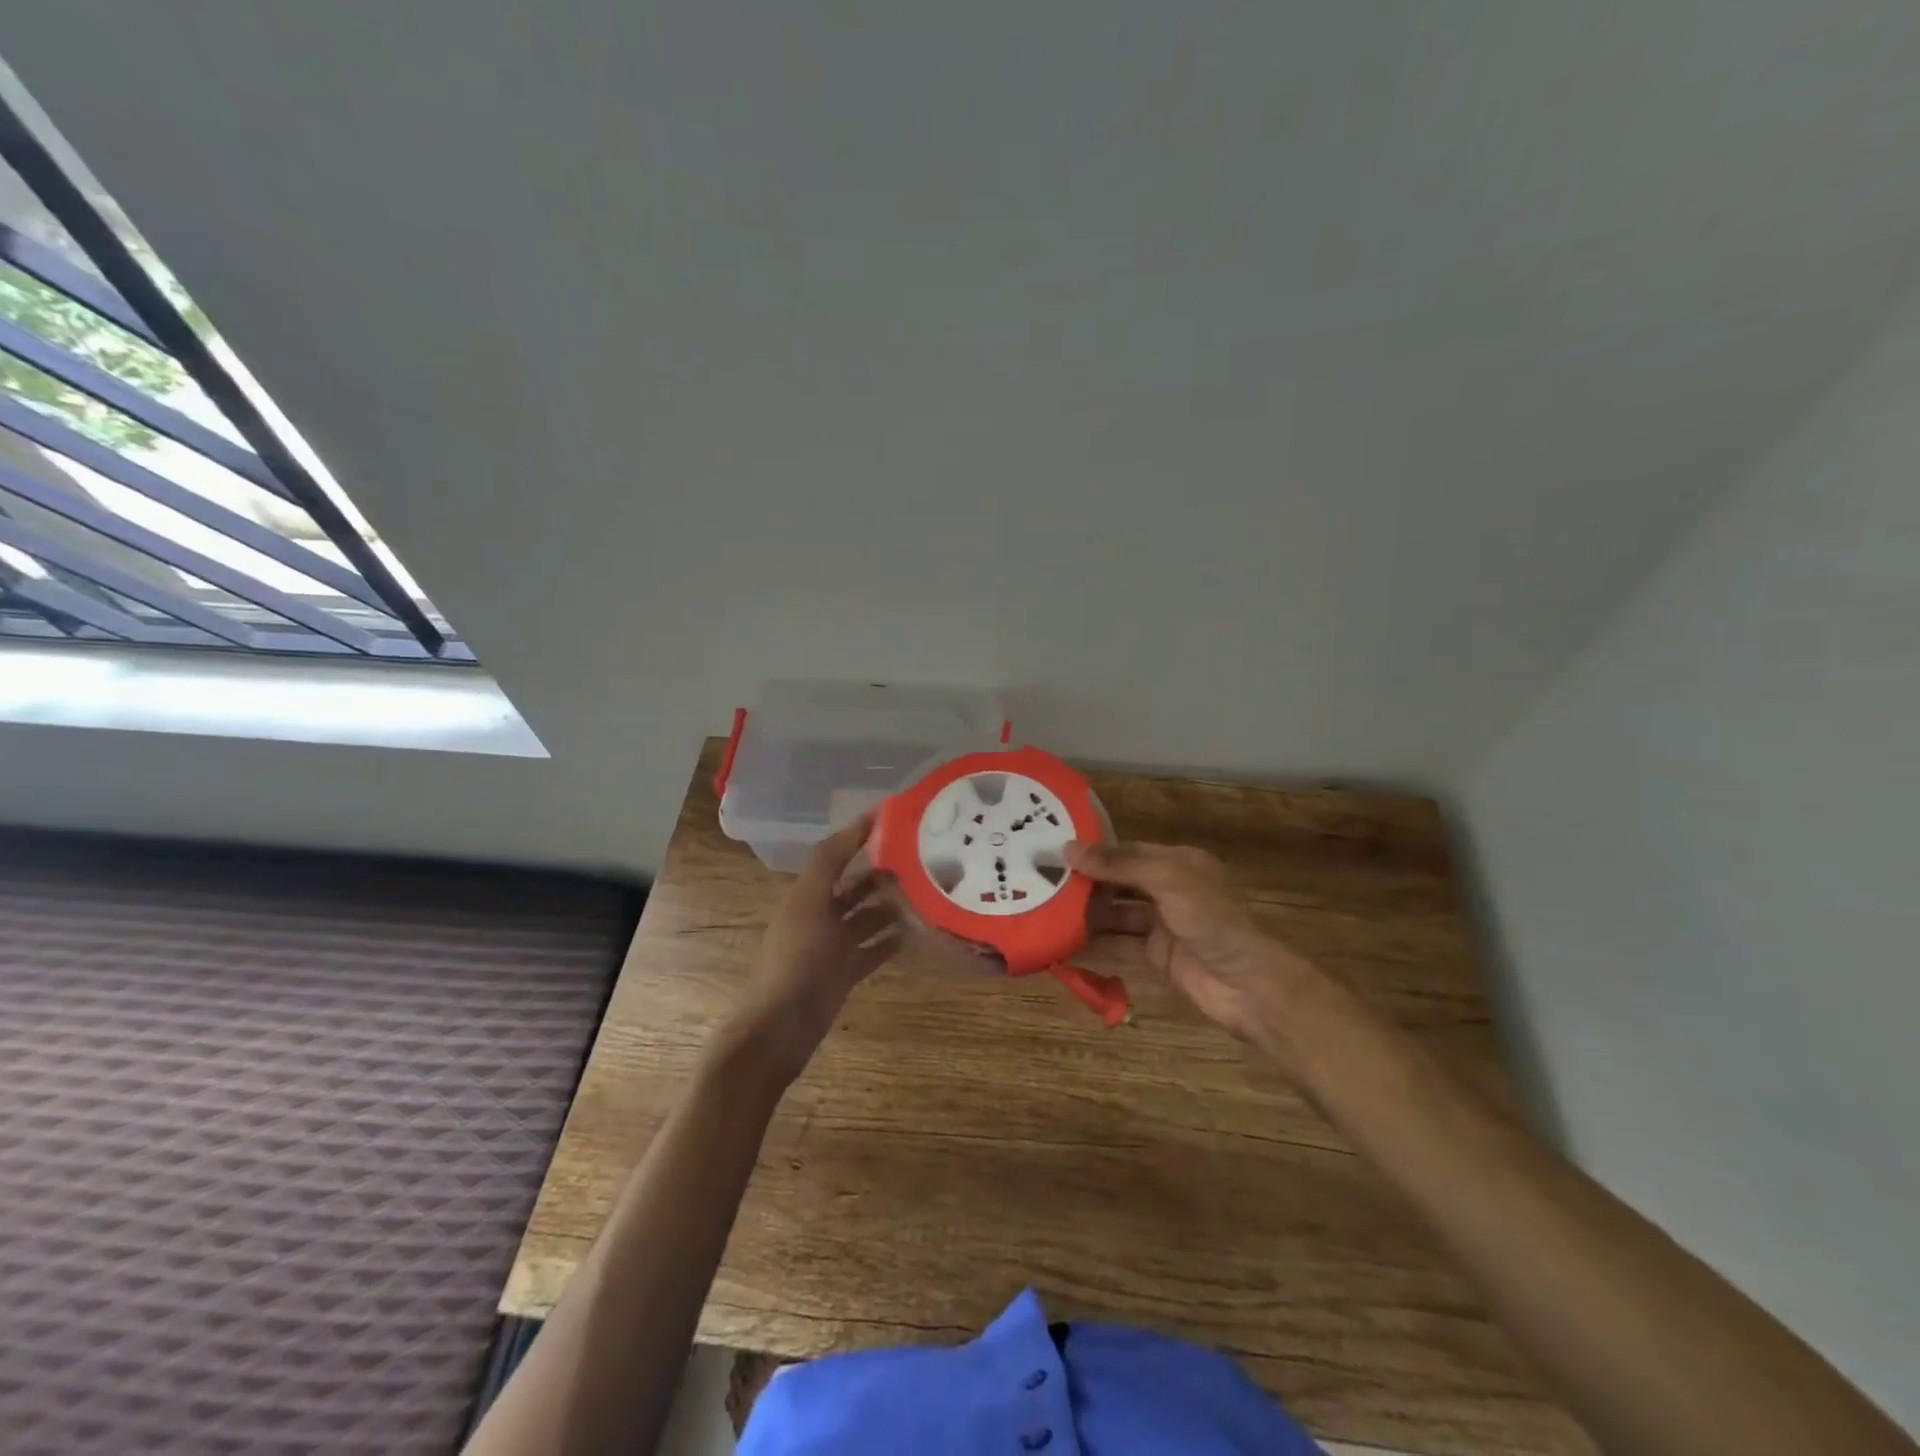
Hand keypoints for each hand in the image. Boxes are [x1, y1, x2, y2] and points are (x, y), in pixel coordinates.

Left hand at [724, 812, 901, 1085]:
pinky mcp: (844, 974)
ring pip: (867, 917)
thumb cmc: (796, 960)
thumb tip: (861, 819)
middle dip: (883, 872)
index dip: (860, 834)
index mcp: (807, 894)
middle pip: (854, 885)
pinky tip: (916, 932)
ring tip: (926, 893)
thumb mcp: (810, 903)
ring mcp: (832, 946)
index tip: (895, 816)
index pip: (836, 853)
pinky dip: (891, 940)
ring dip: (891, 905)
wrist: (779, 1029)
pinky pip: (873, 950)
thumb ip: (831, 860)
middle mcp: (819, 915)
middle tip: (923, 859)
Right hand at [1067, 839, 1315, 1051]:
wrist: (1248, 985)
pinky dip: (1093, 946)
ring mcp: (1161, 925)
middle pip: (1117, 883)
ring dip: (1084, 916)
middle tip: (1039, 884)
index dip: (1092, 851)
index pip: (1125, 851)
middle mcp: (1167, 890)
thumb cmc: (1212, 921)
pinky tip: (1062, 947)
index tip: (1052, 852)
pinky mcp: (1155, 957)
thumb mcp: (1167, 881)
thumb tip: (1068, 849)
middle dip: (1083, 884)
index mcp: (1176, 863)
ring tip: (1043, 914)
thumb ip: (1119, 864)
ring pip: (1114, 915)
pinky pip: (1118, 946)